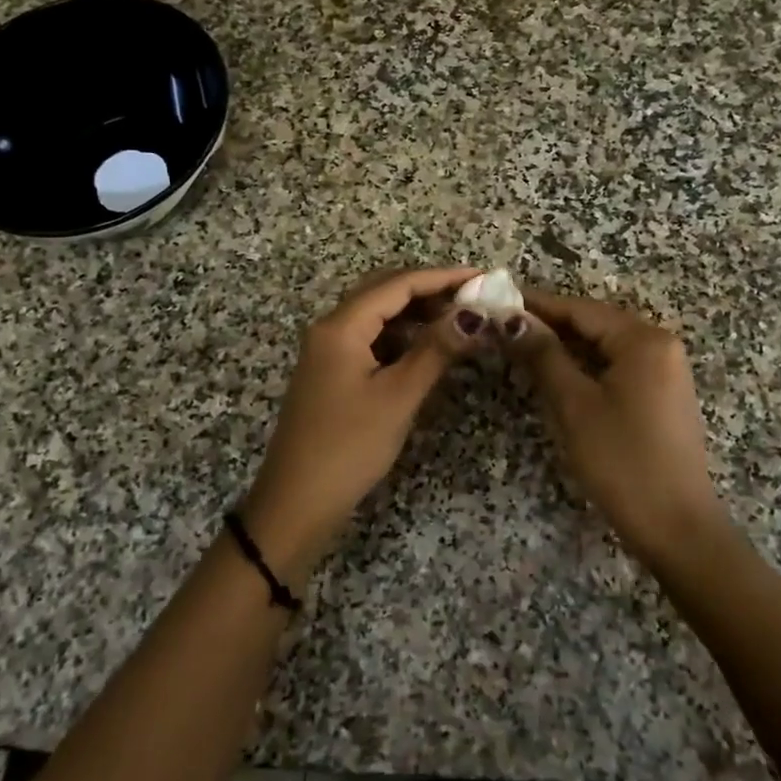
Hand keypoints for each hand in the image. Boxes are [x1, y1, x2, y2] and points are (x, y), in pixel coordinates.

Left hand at [244, 266, 481, 576]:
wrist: (297, 503)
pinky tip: (427, 350)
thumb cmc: (348, 447)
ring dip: (417, 314)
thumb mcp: (398, 396)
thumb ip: (436, 350)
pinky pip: (372, 340)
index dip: (443, 277)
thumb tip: (475, 315)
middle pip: (384, 293)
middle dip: (430, 291)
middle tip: (474, 300)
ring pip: (378, 317)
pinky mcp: (333, 373)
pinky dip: (402, 338)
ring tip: (458, 322)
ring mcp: (329, 351)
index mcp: (340, 326)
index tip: (483, 278)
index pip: (397, 284)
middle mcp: (331, 328)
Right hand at [510, 290, 728, 563]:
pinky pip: (619, 367)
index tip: (498, 300)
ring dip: (566, 347)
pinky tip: (558, 374)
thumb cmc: (621, 461)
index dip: (538, 305)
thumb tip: (511, 318)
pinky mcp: (664, 397)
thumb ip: (543, 355)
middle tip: (503, 327)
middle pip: (596, 324)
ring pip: (606, 347)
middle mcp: (661, 345)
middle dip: (550, 325)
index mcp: (644, 340)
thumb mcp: (574, 405)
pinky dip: (587, 367)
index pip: (581, 309)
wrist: (677, 527)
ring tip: (522, 347)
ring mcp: (667, 372)